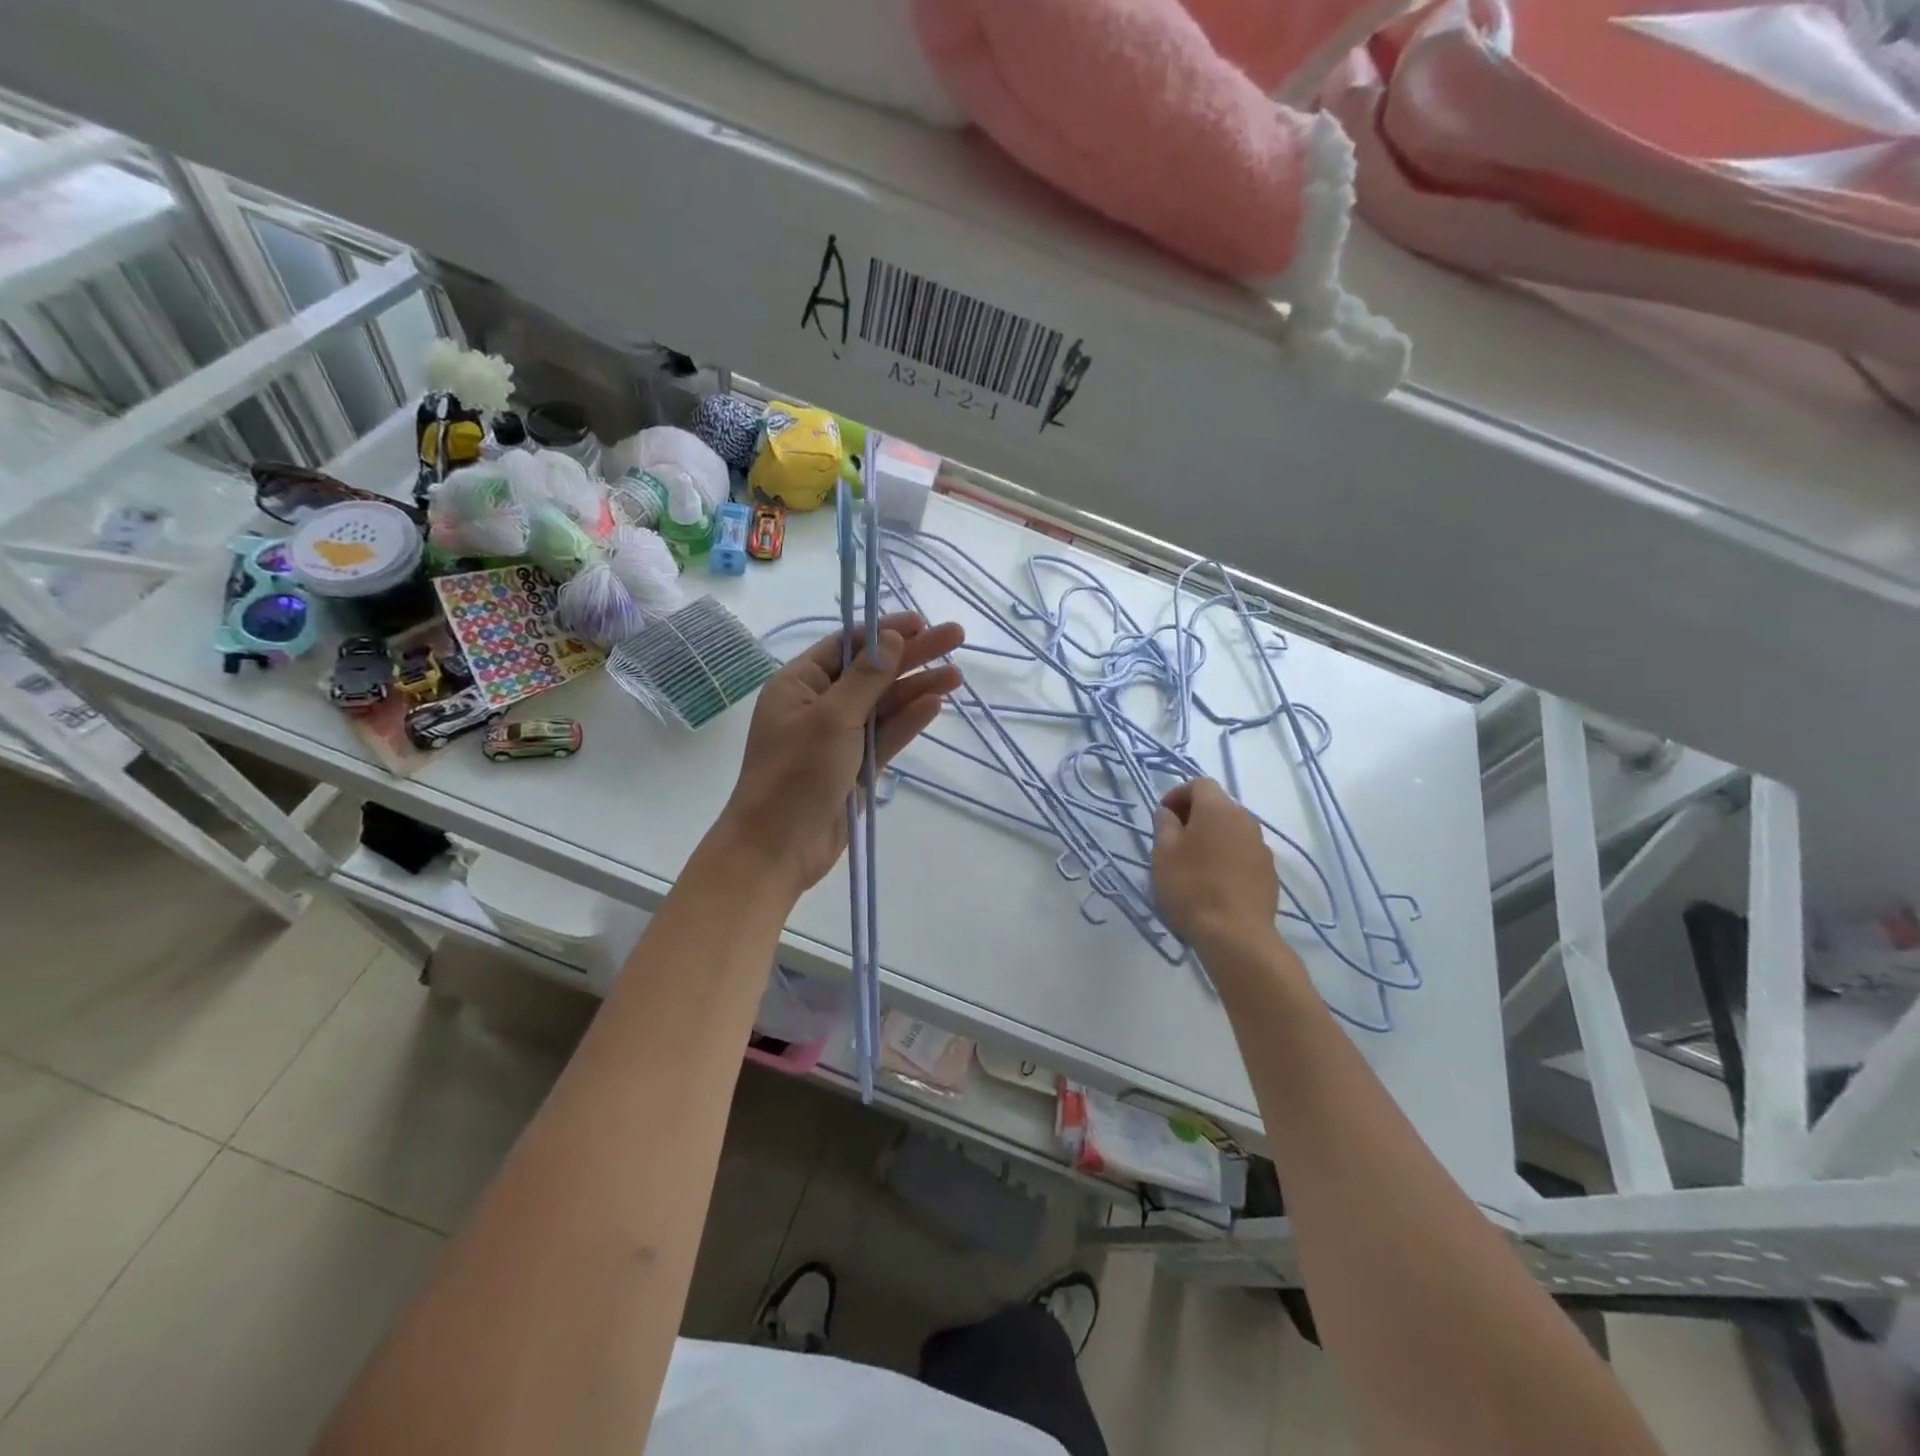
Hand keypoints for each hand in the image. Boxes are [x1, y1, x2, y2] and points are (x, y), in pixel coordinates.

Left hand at [716, 612, 964, 896]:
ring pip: (884, 705)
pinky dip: (908, 720)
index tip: (921, 622)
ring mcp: (839, 737)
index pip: (847, 646)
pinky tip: (935, 703)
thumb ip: (866, 679)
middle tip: (955, 638)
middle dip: (912, 655)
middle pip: (873, 672)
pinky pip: (886, 736)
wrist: (778, 848)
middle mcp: (819, 705)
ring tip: (957, 676)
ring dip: (917, 688)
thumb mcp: (830, 718)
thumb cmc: (795, 775)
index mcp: (799, 684)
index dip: (885, 631)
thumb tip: (892, 637)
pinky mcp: (856, 766)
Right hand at [1152, 778, 1279, 952]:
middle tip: (1174, 839)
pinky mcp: (1269, 871)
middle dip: (1195, 815)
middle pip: (1218, 805)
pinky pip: (1243, 851)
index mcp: (1217, 809)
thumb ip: (1164, 824)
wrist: (1236, 935)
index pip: (1199, 784)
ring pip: (1232, 829)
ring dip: (1213, 836)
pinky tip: (1215, 881)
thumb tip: (1169, 812)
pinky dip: (1227, 855)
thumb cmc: (1192, 887)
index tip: (1163, 817)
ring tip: (1194, 862)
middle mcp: (1245, 819)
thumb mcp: (1163, 853)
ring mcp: (1261, 846)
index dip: (1177, 795)